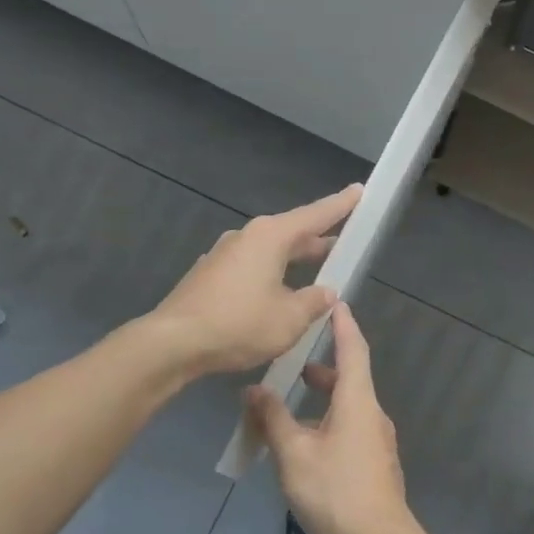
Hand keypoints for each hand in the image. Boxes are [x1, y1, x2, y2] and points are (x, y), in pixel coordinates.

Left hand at [147, 184, 361, 374]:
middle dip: (317, 240)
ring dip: (293, 260)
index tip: (359, 191)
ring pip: (269, 252)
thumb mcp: (289, 318)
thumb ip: (314, 302)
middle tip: (342, 244)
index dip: (340, 206)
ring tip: (315, 272)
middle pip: (290, 233)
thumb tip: (327, 292)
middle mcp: (246, 237)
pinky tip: (276, 295)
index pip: (314, 215)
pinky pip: (250, 268)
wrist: (174, 342)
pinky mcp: (209, 276)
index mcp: (270, 237)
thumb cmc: (239, 324)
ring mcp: (223, 256)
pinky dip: (270, 275)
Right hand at [244, 303, 418, 533]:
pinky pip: (349, 428)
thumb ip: (273, 418)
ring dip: (323, 397)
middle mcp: (372, 414)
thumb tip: (254, 389)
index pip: (353, 350)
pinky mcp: (374, 463)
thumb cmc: (336, 491)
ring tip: (290, 401)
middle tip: (294, 359)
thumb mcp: (294, 453)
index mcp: (358, 402)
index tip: (333, 303)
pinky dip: (327, 420)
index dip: (343, 325)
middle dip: (323, 366)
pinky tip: (304, 440)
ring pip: (348, 406)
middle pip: (350, 378)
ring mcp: (377, 441)